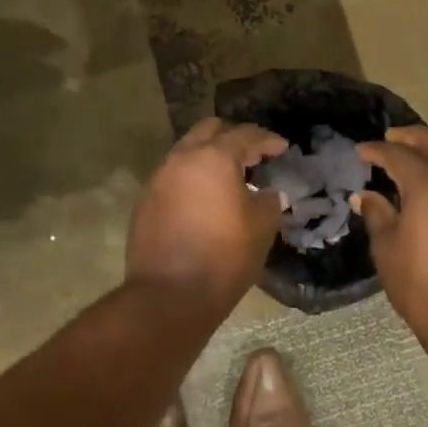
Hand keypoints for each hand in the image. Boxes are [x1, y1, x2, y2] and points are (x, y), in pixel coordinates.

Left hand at [126, 118, 288, 312]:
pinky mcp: (145, 202)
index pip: (244, 134)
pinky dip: (192, 179)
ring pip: (186, 152)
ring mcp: (158, 179)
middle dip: (232, 137)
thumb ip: (269, 201)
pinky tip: (205, 200)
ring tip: (229, 177)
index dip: (267, 139)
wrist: (169, 295)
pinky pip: (173, 177)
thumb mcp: (262, 227)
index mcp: (213, 157)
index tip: (282, 147)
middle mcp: (181, 159)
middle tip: (253, 155)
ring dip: (209, 157)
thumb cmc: (224, 256)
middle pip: (209, 131)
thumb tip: (268, 193)